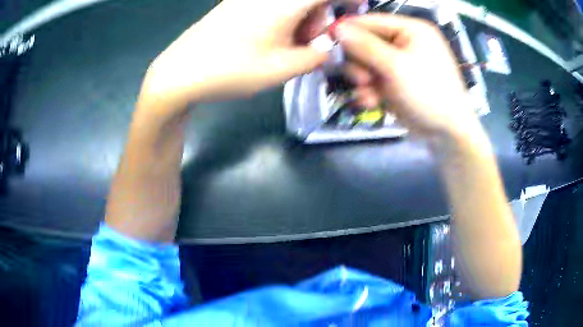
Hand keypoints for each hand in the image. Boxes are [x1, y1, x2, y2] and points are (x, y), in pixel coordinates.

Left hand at [141, 0, 359, 107]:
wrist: (181, 73)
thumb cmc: (232, 70)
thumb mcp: (284, 68)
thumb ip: (316, 56)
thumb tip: (325, 48)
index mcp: (284, 2)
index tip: (358, 7)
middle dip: (318, 16)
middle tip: (311, 42)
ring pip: (289, 2)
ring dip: (299, 19)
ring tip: (288, 46)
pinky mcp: (235, 4)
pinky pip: (270, 4)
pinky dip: (281, 18)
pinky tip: (270, 39)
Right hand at [336, 14, 482, 140]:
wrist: (447, 134)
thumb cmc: (428, 93)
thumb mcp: (396, 67)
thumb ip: (365, 46)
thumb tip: (337, 28)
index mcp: (410, 30)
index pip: (370, 22)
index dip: (347, 30)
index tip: (326, 41)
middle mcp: (404, 43)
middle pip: (365, 42)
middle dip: (358, 62)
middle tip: (361, 79)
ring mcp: (399, 64)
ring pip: (365, 63)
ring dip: (361, 80)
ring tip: (367, 94)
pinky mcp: (395, 82)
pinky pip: (372, 80)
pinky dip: (369, 91)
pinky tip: (372, 102)